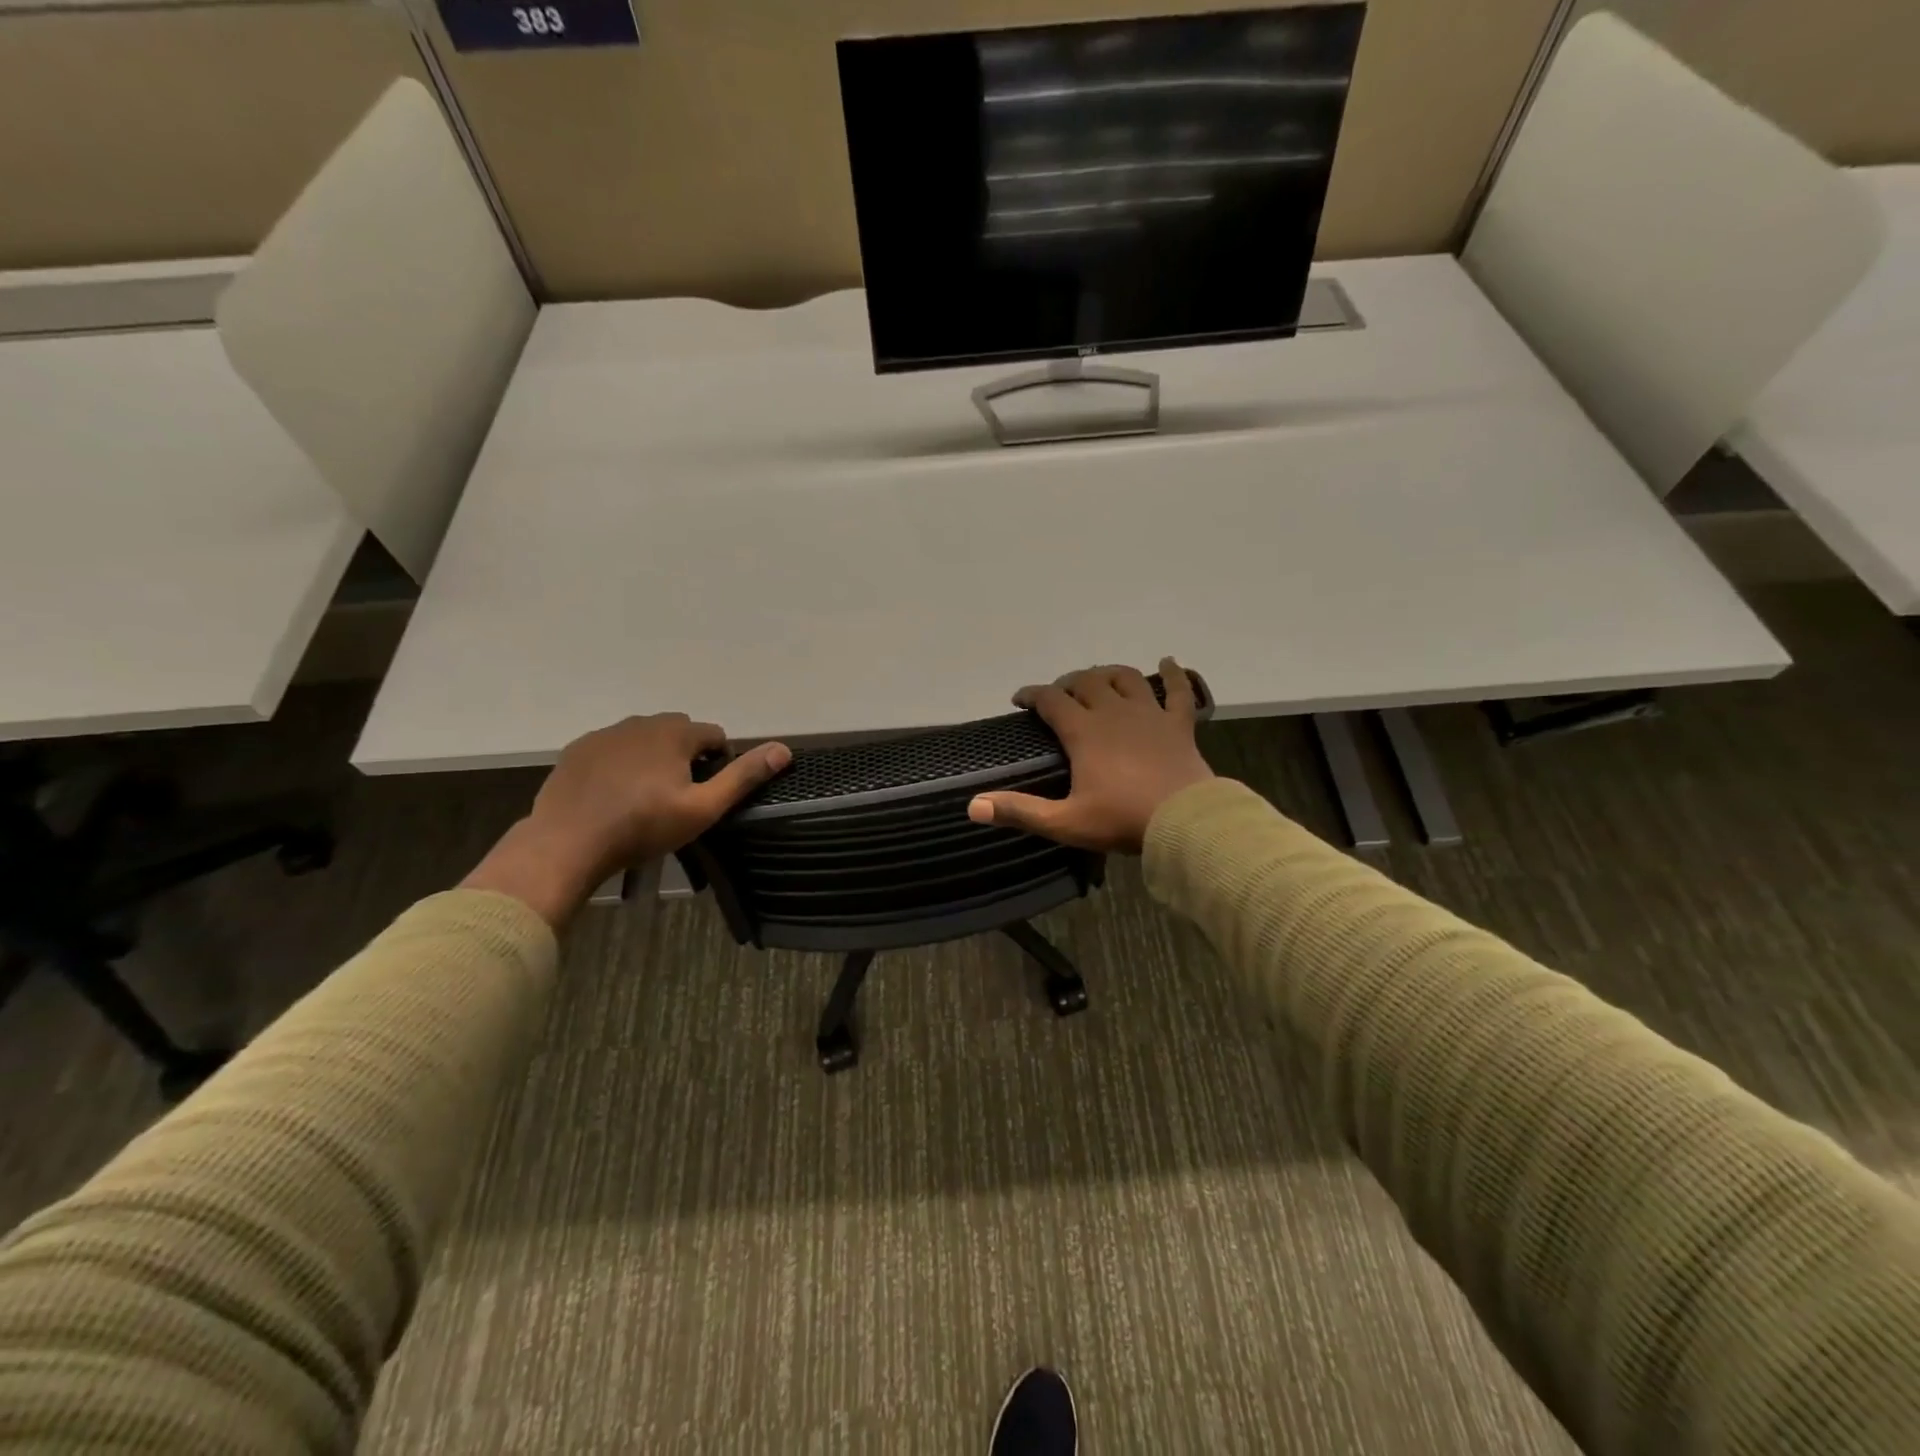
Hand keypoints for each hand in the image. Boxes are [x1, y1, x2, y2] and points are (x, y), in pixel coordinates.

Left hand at [462, 714, 790, 926]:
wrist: (568, 843)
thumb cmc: (643, 827)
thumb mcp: (703, 808)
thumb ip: (743, 776)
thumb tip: (783, 749)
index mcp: (675, 732)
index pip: (713, 735)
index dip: (718, 762)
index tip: (706, 793)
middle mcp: (641, 722)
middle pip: (678, 731)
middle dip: (686, 755)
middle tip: (678, 796)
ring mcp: (605, 734)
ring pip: (644, 738)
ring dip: (653, 757)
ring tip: (646, 797)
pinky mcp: (577, 749)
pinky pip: (612, 748)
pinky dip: (620, 763)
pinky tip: (614, 794)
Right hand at [967, 658, 1214, 853]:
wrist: (1184, 822)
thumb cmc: (1122, 820)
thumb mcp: (1065, 822)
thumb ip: (1020, 811)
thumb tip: (974, 806)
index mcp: (1084, 731)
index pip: (1051, 699)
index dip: (1032, 694)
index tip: (1020, 700)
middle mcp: (1114, 712)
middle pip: (1086, 681)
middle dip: (1067, 683)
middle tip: (1059, 695)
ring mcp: (1149, 714)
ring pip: (1126, 678)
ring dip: (1108, 674)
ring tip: (1099, 679)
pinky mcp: (1178, 724)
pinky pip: (1178, 690)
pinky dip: (1174, 674)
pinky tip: (1169, 662)